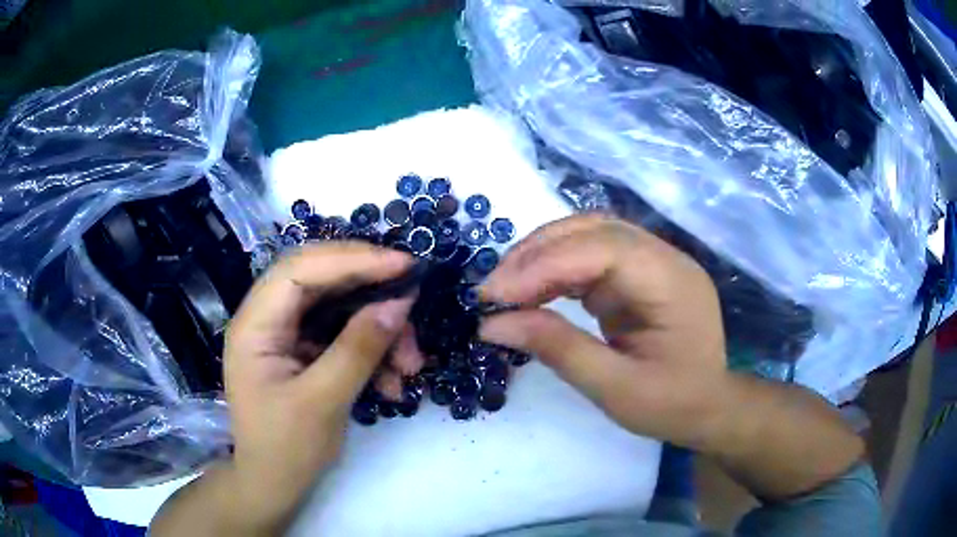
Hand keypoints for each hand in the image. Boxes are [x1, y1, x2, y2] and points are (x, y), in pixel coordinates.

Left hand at [222, 243, 415, 530]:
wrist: (273, 485)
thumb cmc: (287, 449)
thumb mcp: (324, 401)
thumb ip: (359, 348)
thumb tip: (400, 303)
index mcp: (255, 324)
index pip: (300, 270)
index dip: (352, 259)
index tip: (403, 265)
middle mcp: (266, 318)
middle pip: (320, 279)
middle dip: (369, 287)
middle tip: (411, 296)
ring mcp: (284, 334)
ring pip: (337, 307)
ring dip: (378, 329)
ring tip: (409, 365)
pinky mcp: (302, 351)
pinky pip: (341, 335)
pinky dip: (371, 351)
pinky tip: (392, 382)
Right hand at [479, 214, 729, 449]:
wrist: (709, 407)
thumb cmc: (671, 404)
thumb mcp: (614, 389)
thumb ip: (558, 349)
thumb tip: (492, 323)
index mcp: (671, 283)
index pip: (602, 250)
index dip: (544, 265)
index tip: (494, 295)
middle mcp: (664, 259)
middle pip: (594, 229)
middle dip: (537, 253)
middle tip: (492, 288)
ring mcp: (652, 262)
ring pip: (589, 234)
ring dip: (542, 254)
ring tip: (504, 286)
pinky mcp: (638, 273)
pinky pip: (592, 255)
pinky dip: (556, 268)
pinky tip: (532, 289)